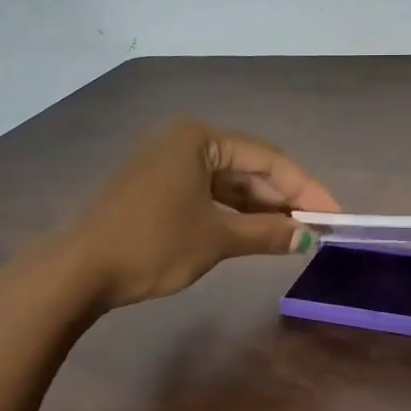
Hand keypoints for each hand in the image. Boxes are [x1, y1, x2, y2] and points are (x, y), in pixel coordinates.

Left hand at [48, 120, 338, 309]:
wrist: (79, 270)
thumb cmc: (153, 243)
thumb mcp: (217, 238)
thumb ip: (267, 234)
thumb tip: (308, 239)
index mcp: (200, 139)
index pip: (268, 159)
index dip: (305, 189)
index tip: (332, 217)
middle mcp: (185, 143)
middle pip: (249, 168)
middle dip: (283, 200)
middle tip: (315, 230)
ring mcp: (168, 166)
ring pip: (228, 184)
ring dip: (260, 210)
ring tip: (292, 236)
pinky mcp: (157, 190)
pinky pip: (208, 196)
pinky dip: (233, 215)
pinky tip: (255, 234)